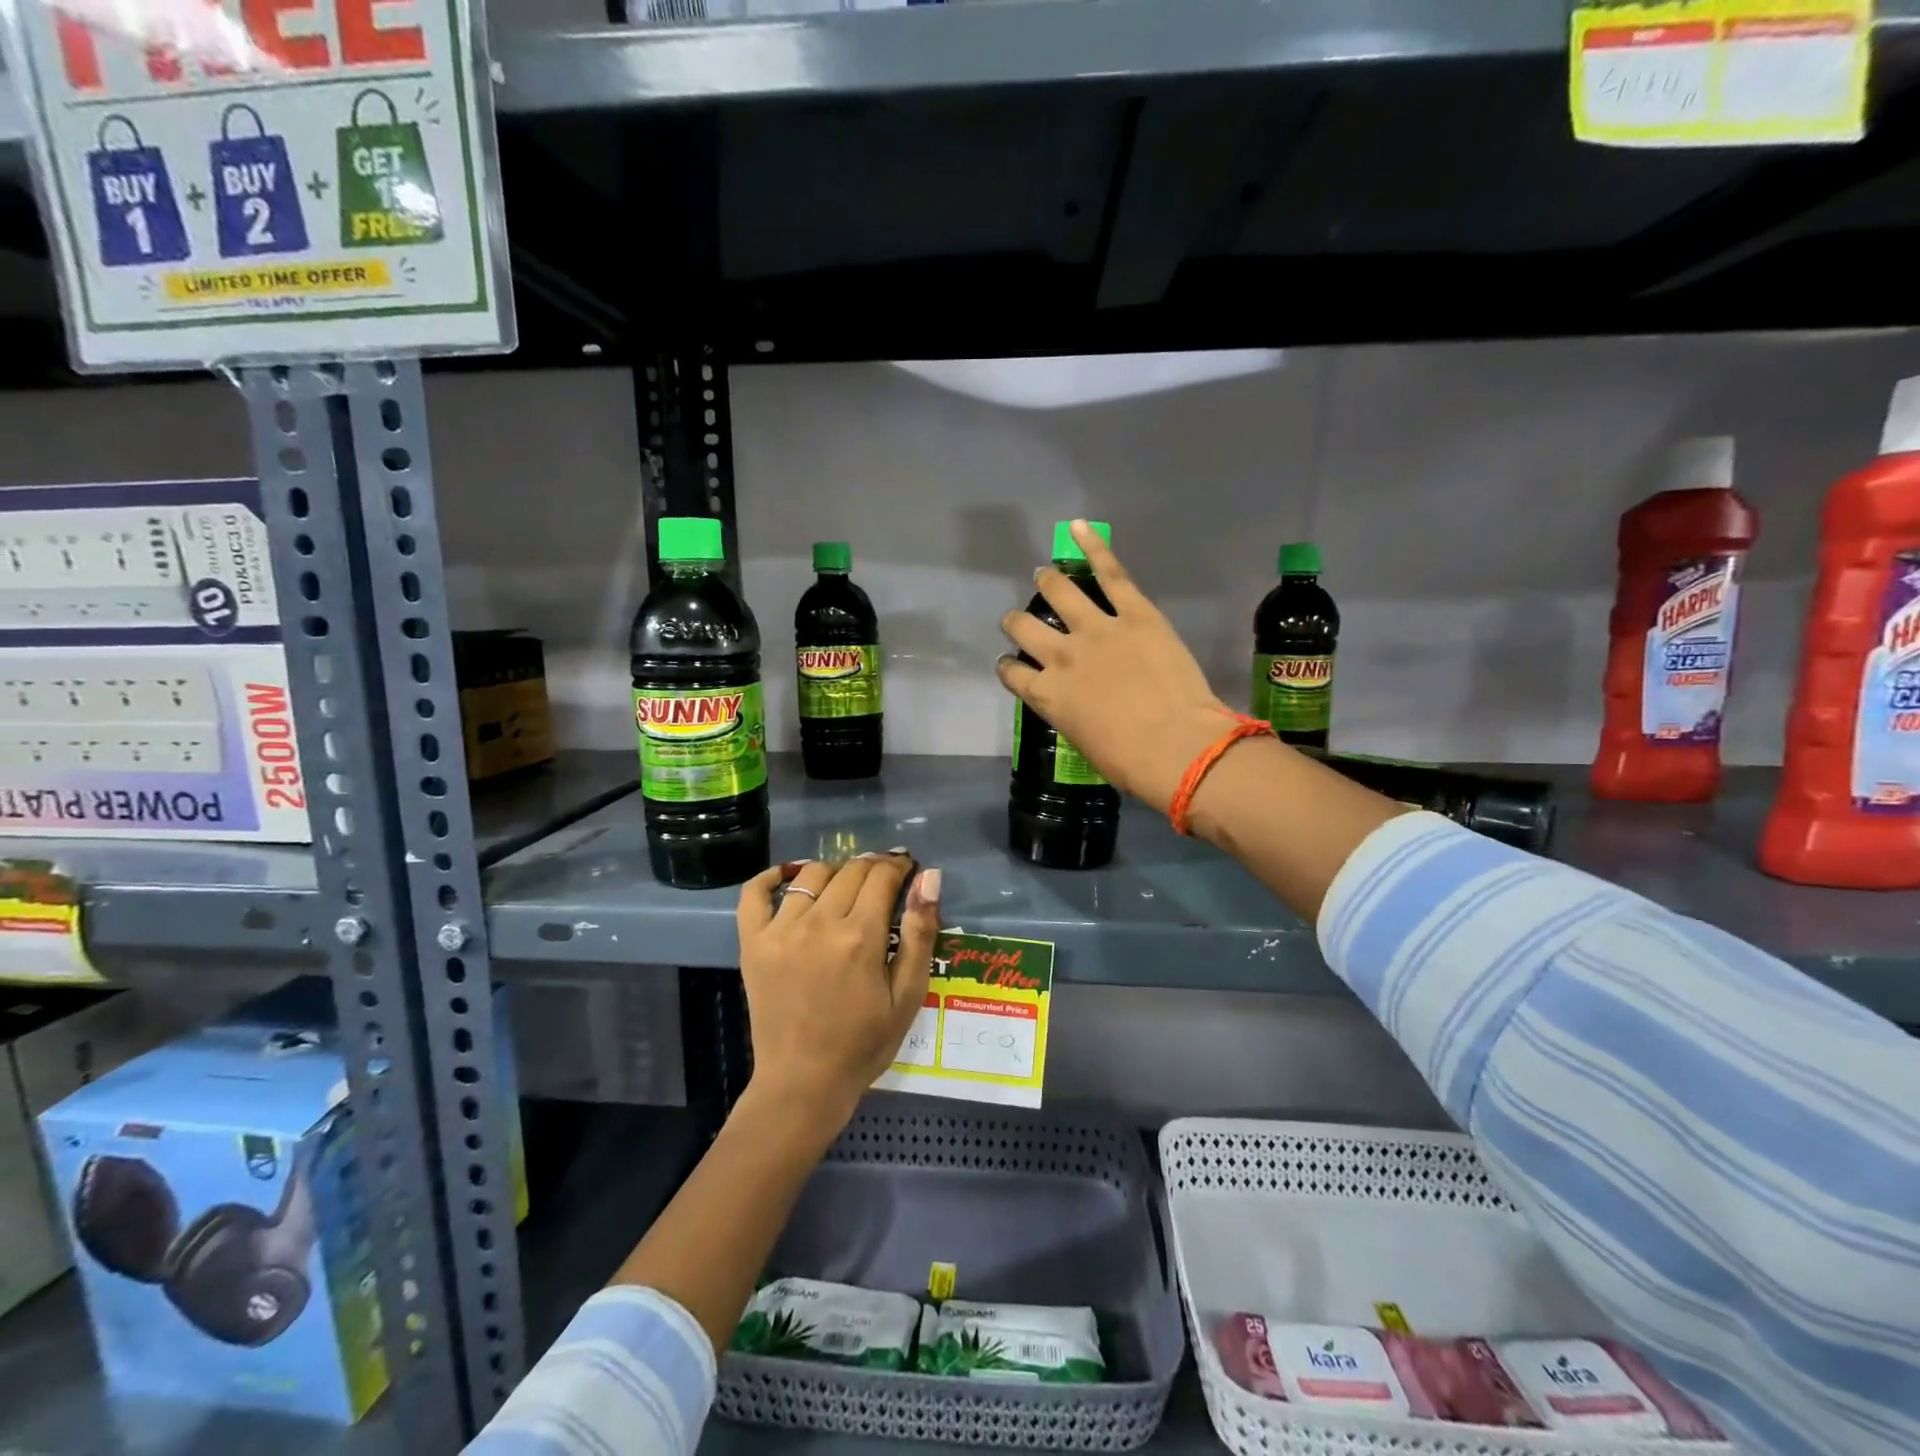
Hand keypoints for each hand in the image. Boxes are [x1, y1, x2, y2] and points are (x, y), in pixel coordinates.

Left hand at [736, 854, 941, 1137]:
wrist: (803, 1083)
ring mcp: (781, 930)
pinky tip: (790, 877)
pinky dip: (772, 876)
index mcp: (861, 937)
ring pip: (812, 875)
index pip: (882, 876)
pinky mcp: (753, 943)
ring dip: (835, 872)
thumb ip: (921, 933)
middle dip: (873, 866)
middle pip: (851, 871)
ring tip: (846, 887)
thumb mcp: (908, 996)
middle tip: (884, 879)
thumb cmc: (864, 1043)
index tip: (907, 869)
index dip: (899, 866)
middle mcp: (819, 923)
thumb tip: (930, 877)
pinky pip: (754, 893)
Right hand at [997, 520, 1234, 814]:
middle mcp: (1060, 656)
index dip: (1008, 665)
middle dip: (1017, 621)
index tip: (1012, 663)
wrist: (1175, 746)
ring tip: (1046, 576)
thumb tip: (1080, 704)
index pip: (1011, 672)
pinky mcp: (1134, 612)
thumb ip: (1072, 713)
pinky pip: (1109, 572)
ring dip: (1047, 582)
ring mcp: (1096, 629)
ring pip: (1058, 591)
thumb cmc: (1130, 762)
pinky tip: (1077, 528)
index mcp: (1047, 695)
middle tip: (1023, 619)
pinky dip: (1092, 547)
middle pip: (1023, 627)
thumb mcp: (1085, 742)